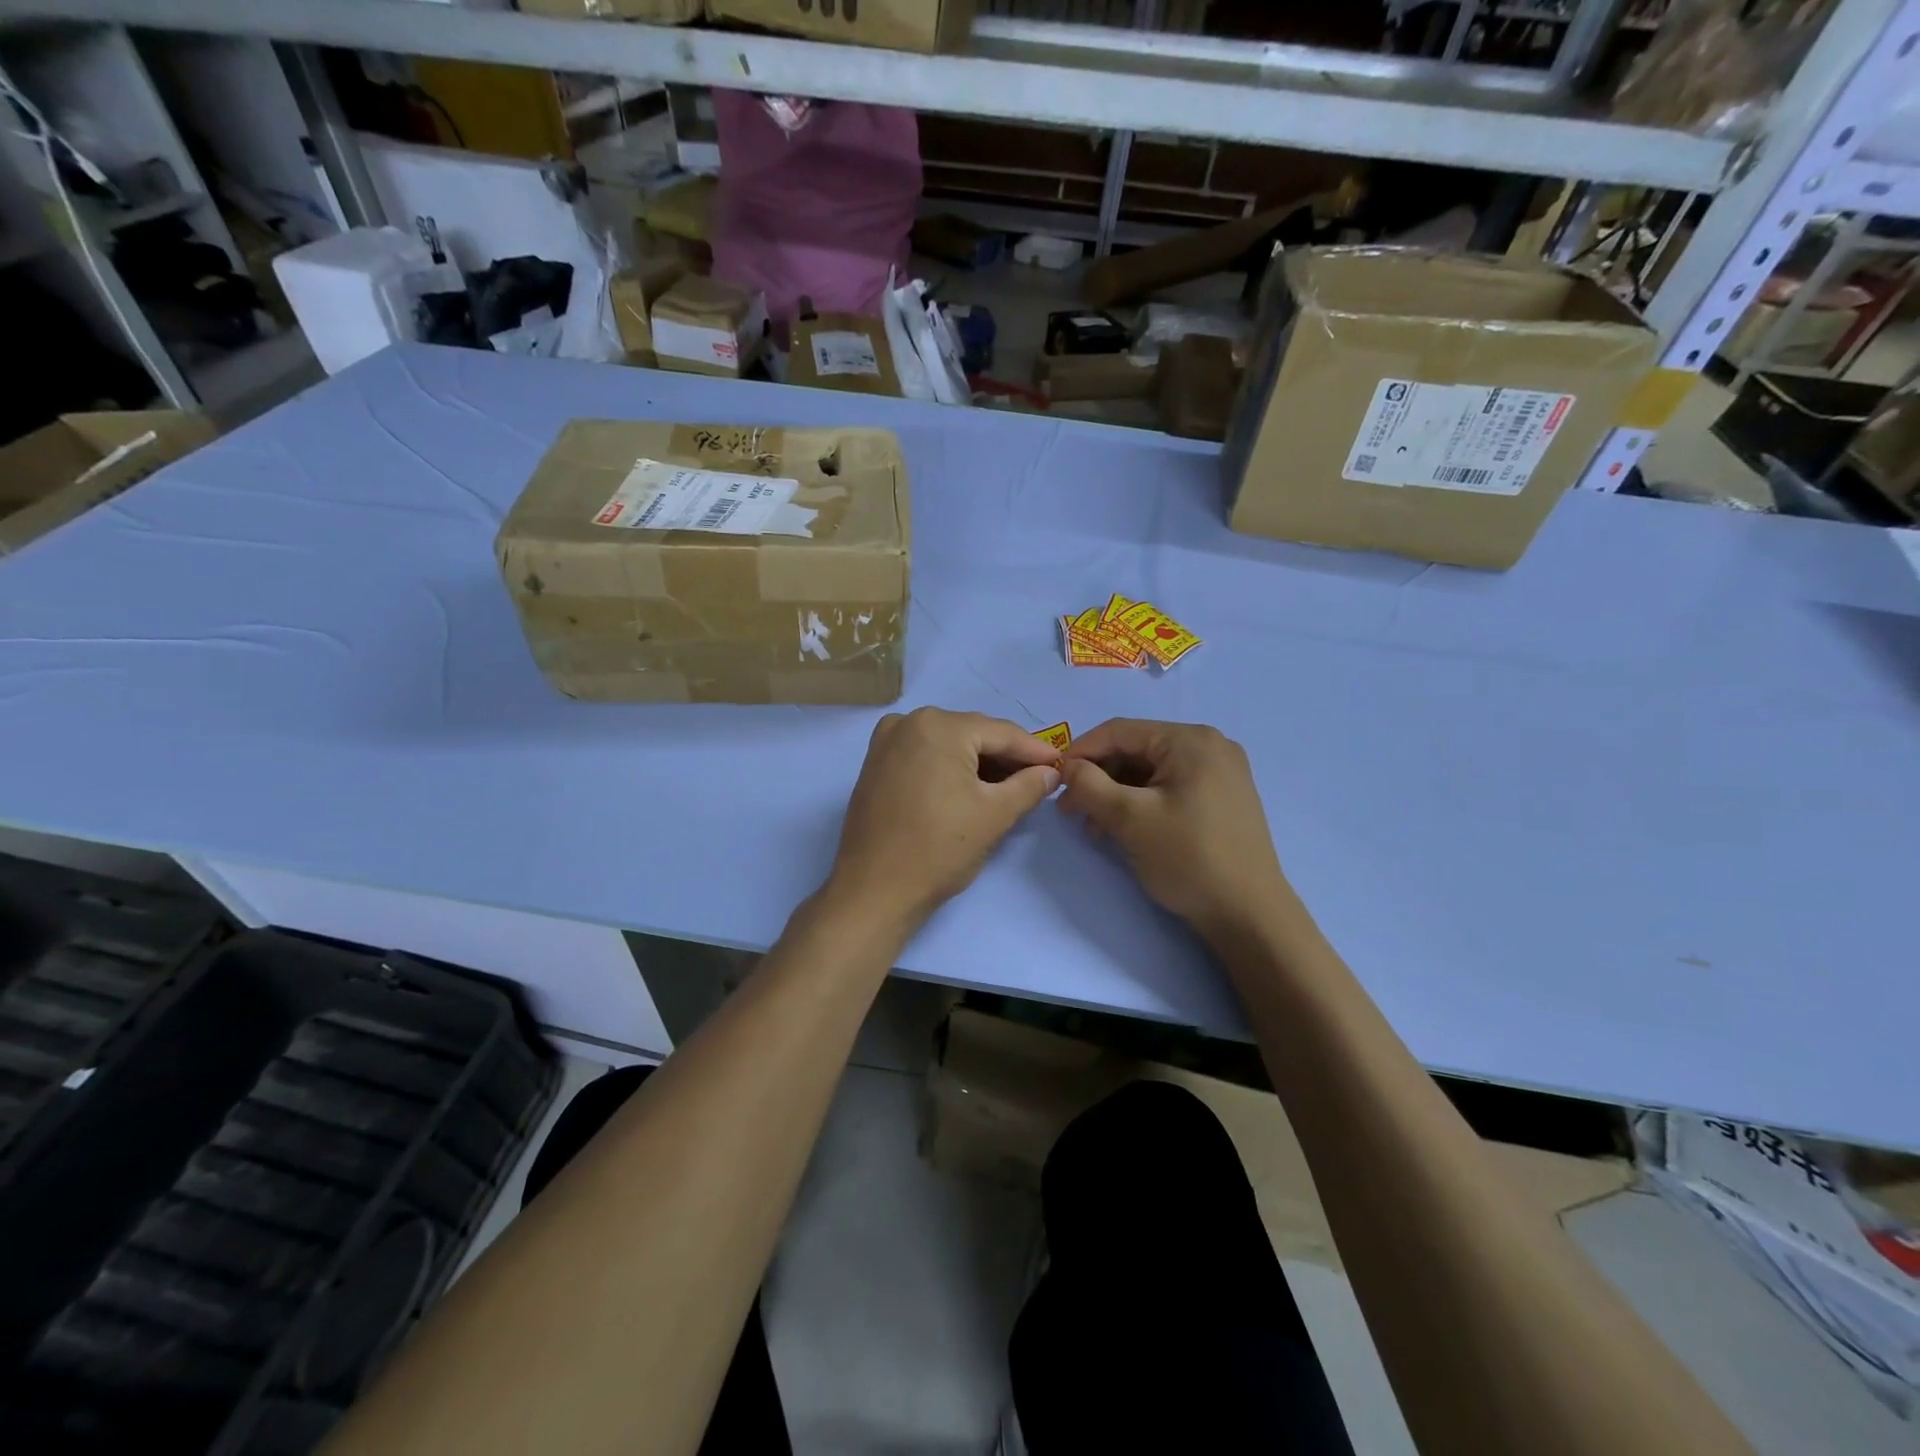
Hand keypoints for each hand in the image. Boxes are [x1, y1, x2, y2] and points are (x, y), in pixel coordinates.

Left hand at [826, 708, 1061, 930]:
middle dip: (1007, 755)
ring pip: (948, 743)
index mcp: (939, 726)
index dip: (1035, 750)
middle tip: (1039, 778)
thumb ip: (1029, 786)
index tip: (1061, 764)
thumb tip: (1050, 773)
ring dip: (979, 761)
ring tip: (1010, 786)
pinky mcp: (876, 763)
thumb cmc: (938, 849)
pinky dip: (950, 766)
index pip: (1001, 733)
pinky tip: (971, 787)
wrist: (874, 890)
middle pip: (973, 733)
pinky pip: (925, 754)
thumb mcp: (994, 815)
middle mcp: (909, 722)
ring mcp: (887, 741)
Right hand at [1059, 719, 1286, 942]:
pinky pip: (1169, 788)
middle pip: (1136, 751)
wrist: (1248, 915)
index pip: (1120, 731)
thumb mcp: (1129, 818)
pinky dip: (1141, 804)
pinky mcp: (1222, 799)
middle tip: (1070, 810)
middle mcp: (1210, 746)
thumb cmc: (1188, 858)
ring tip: (1093, 828)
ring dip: (1116, 794)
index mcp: (1190, 740)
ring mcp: (1220, 773)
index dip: (1080, 752)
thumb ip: (1089, 785)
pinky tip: (1122, 830)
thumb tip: (1067, 768)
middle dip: (1098, 778)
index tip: (1054, 780)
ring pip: (1150, 772)